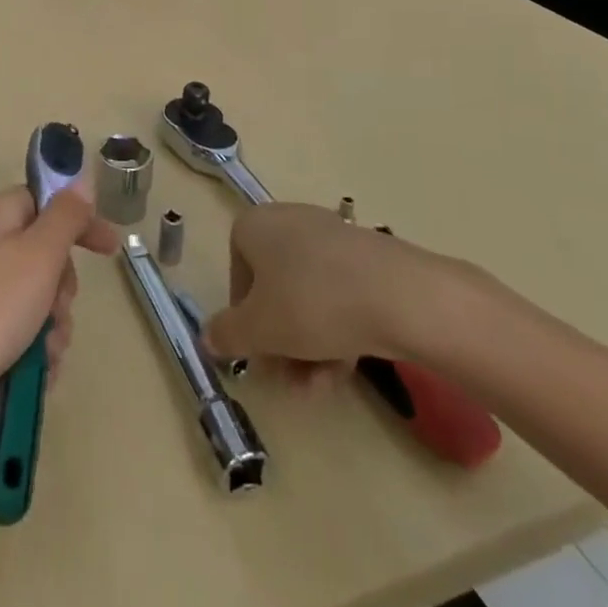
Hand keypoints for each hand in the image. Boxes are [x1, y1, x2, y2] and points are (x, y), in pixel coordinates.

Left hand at [0, 185, 119, 421]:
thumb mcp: (39, 256)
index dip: (82, 223)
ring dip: (51, 325)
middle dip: (63, 288)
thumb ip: (66, 216)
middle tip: (58, 312)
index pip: (48, 202)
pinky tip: (37, 373)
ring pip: (34, 294)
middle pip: (44, 252)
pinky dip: (31, 345)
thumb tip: (80, 179)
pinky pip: (15, 324)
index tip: (112, 251)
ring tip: (46, 354)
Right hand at [203, 202, 475, 382]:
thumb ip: (227, 334)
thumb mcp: (259, 329)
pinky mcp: (368, 256)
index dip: (244, 318)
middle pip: (274, 289)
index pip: (237, 275)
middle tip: (291, 379)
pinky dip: (338, 329)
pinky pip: (340, 293)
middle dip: (281, 340)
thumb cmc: (312, 303)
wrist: (401, 295)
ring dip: (309, 345)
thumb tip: (207, 337)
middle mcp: (288, 220)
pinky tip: (348, 367)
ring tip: (323, 386)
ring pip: (308, 296)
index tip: (259, 351)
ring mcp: (331, 235)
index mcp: (254, 225)